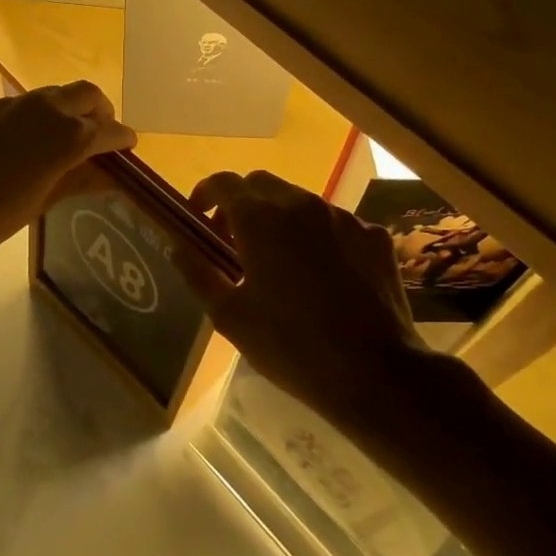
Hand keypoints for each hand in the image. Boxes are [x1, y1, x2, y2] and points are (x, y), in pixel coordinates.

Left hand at [0, 81, 136, 262]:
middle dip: (101, 111)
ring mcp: (16, 104)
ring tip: (67, 138)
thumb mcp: (40, 203)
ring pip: (56, 93)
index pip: (109, 130)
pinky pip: (28, 103)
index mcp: (68, 135)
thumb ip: (76, 181)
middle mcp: (47, 109)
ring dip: (70, 109)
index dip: (122, 139)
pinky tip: (30, 140)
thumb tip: (106, 176)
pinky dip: (42, 114)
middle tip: (101, 135)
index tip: (128, 147)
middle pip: (87, 95)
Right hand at [188, 170, 433, 416]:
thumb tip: (178, 246)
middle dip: (241, 204)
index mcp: (259, 218)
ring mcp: (342, 217)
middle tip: (235, 242)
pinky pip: (336, 224)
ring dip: (280, 219)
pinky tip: (323, 276)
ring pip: (300, 202)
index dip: (205, 195)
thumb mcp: (229, 316)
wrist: (377, 373)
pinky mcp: (374, 236)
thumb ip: (198, 272)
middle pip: (261, 184)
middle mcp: (301, 204)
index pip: (223, 182)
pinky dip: (319, 237)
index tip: (199, 219)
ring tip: (280, 262)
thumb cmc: (290, 345)